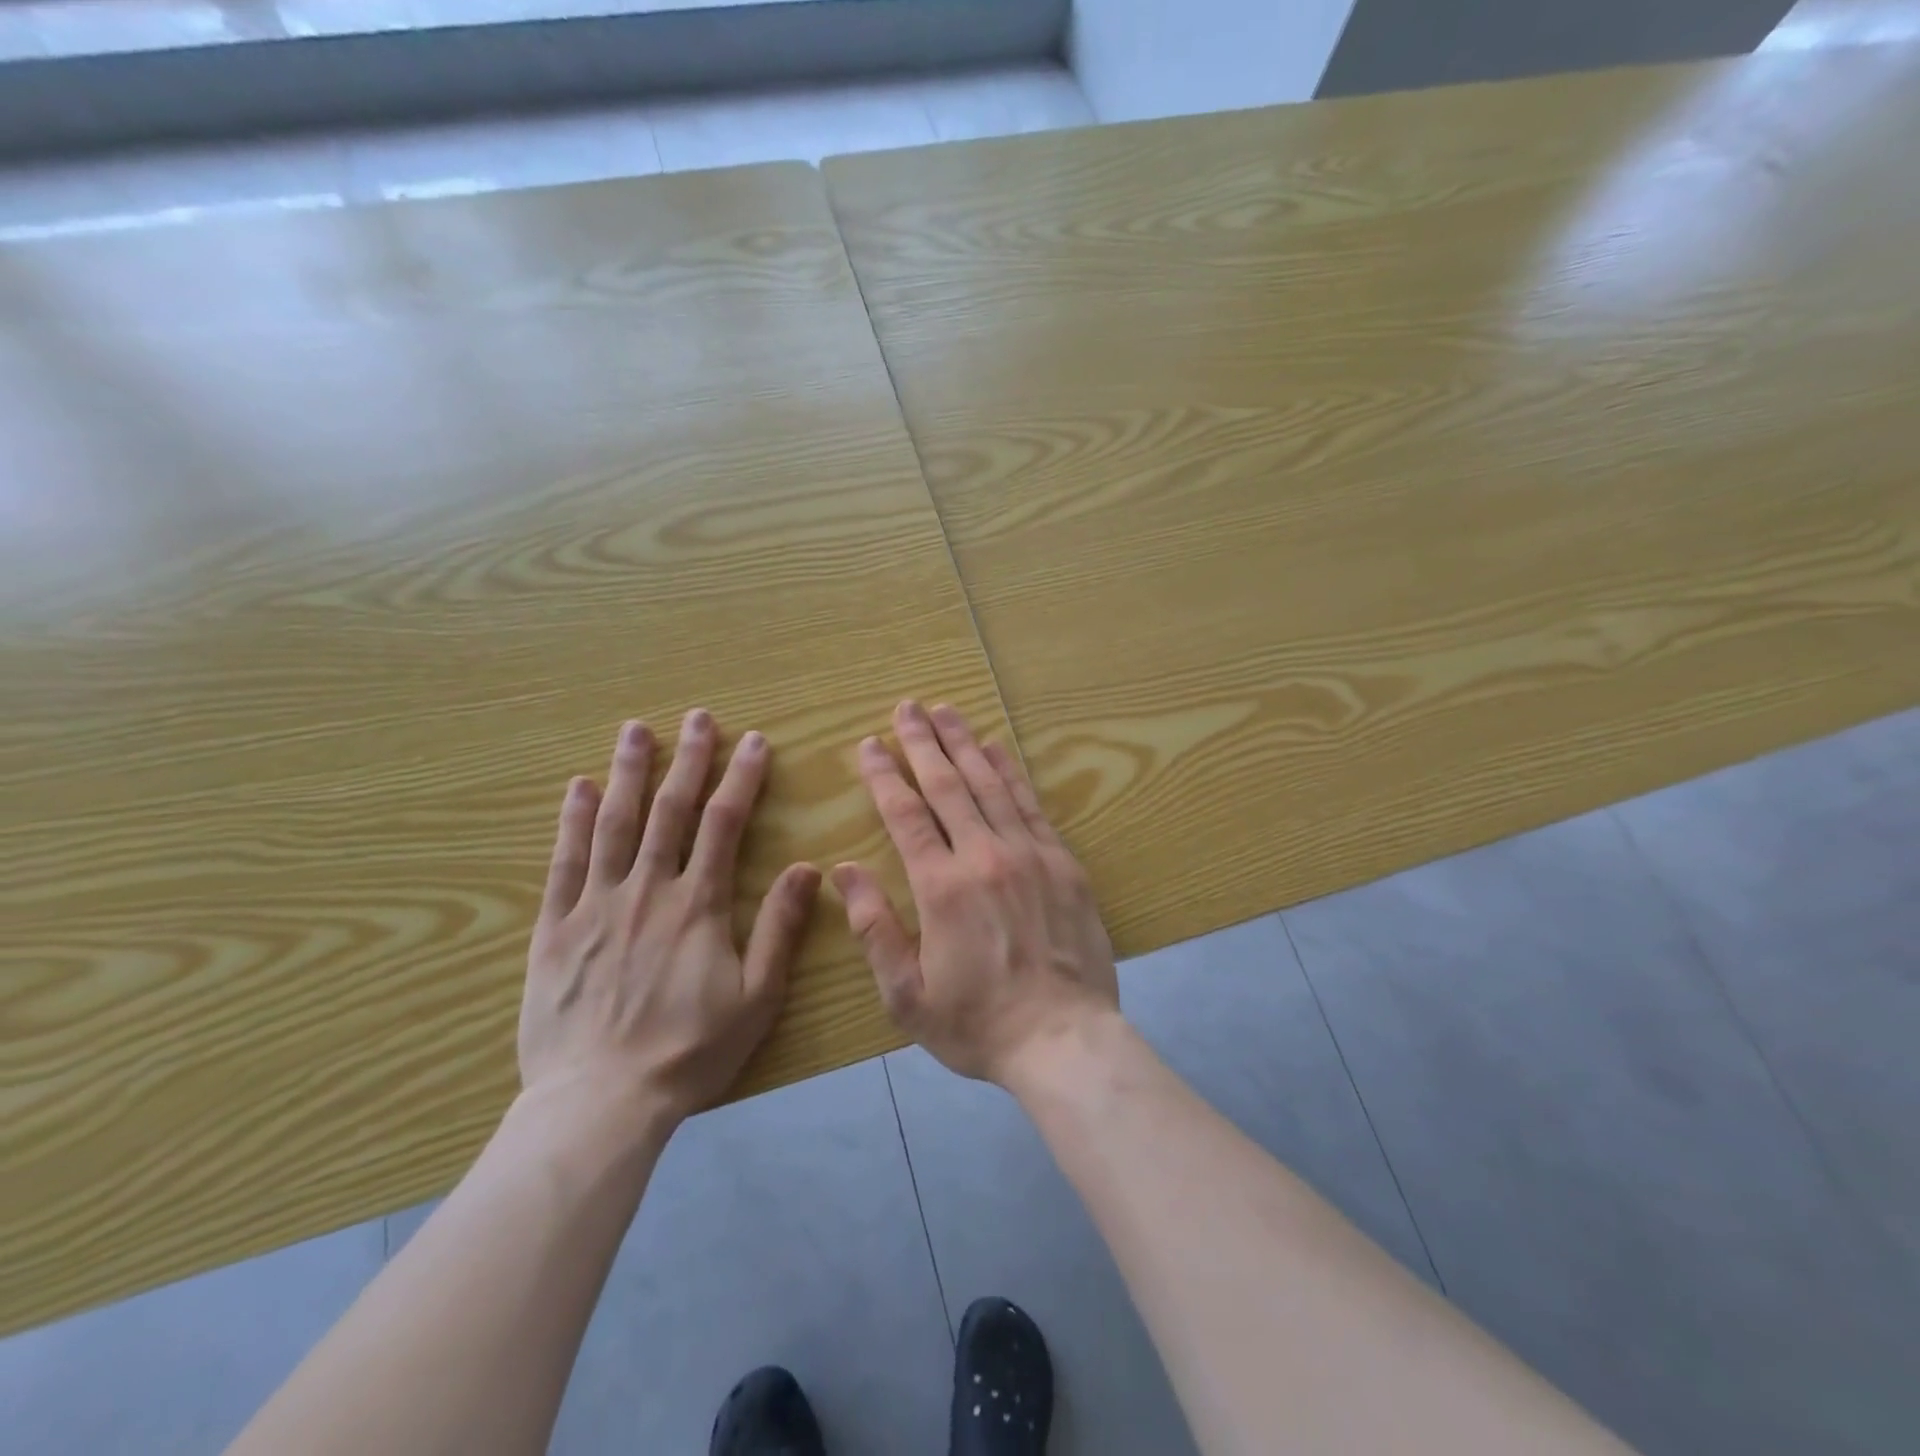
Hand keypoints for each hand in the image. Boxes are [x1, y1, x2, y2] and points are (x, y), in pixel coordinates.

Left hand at [519, 709, 821, 1128]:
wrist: (599, 1103)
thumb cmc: (689, 1051)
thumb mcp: (757, 997)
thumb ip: (780, 928)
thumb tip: (808, 869)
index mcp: (698, 905)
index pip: (724, 824)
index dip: (741, 778)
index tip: (753, 741)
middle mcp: (648, 890)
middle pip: (670, 811)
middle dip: (687, 760)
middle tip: (697, 717)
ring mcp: (596, 905)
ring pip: (615, 824)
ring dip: (628, 773)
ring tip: (636, 730)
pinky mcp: (556, 928)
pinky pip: (564, 863)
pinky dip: (573, 822)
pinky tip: (579, 788)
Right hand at [833, 701, 1119, 1085]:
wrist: (1064, 1039)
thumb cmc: (978, 1023)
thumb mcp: (907, 995)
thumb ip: (874, 928)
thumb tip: (844, 871)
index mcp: (942, 887)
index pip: (906, 815)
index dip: (886, 776)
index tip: (870, 744)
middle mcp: (985, 856)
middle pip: (948, 785)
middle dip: (923, 742)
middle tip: (907, 707)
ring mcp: (1029, 854)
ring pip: (990, 784)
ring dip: (965, 744)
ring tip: (945, 711)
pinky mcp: (1062, 862)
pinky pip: (1031, 804)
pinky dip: (1011, 772)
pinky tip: (997, 748)